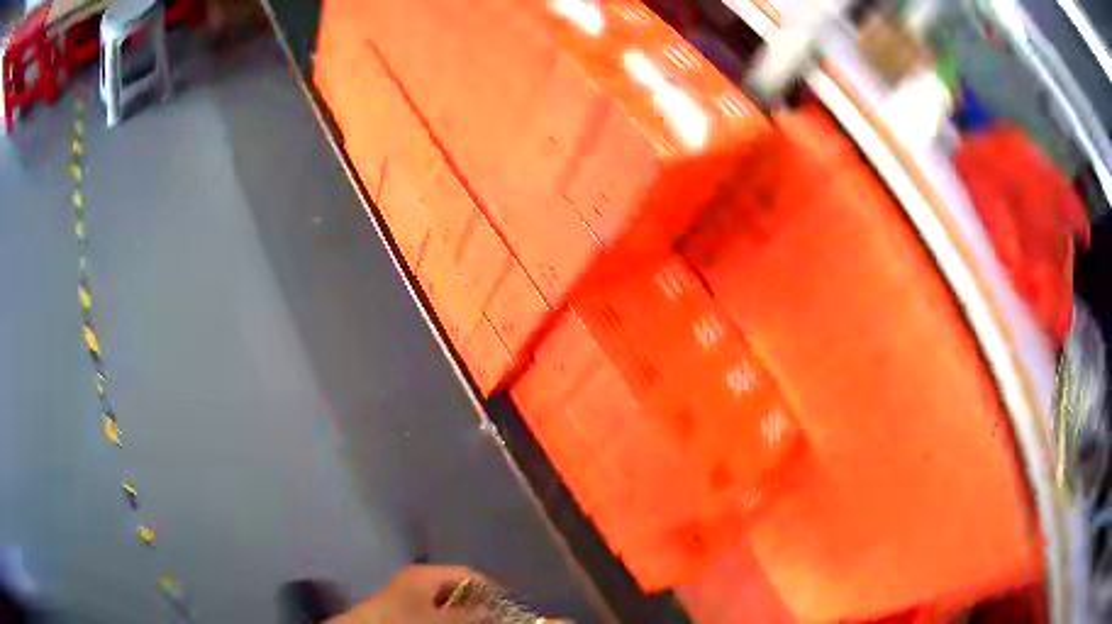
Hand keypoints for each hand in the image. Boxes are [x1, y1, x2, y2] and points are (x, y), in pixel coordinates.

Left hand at [327, 565, 489, 623]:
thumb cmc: (405, 620)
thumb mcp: (440, 618)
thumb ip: (469, 615)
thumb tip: (491, 611)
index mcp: (425, 573)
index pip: (466, 573)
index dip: (490, 588)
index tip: (506, 605)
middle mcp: (417, 578)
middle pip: (455, 587)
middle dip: (476, 602)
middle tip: (493, 617)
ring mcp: (407, 592)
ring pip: (444, 600)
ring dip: (461, 612)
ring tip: (475, 622)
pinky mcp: (401, 607)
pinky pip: (432, 609)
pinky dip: (446, 616)